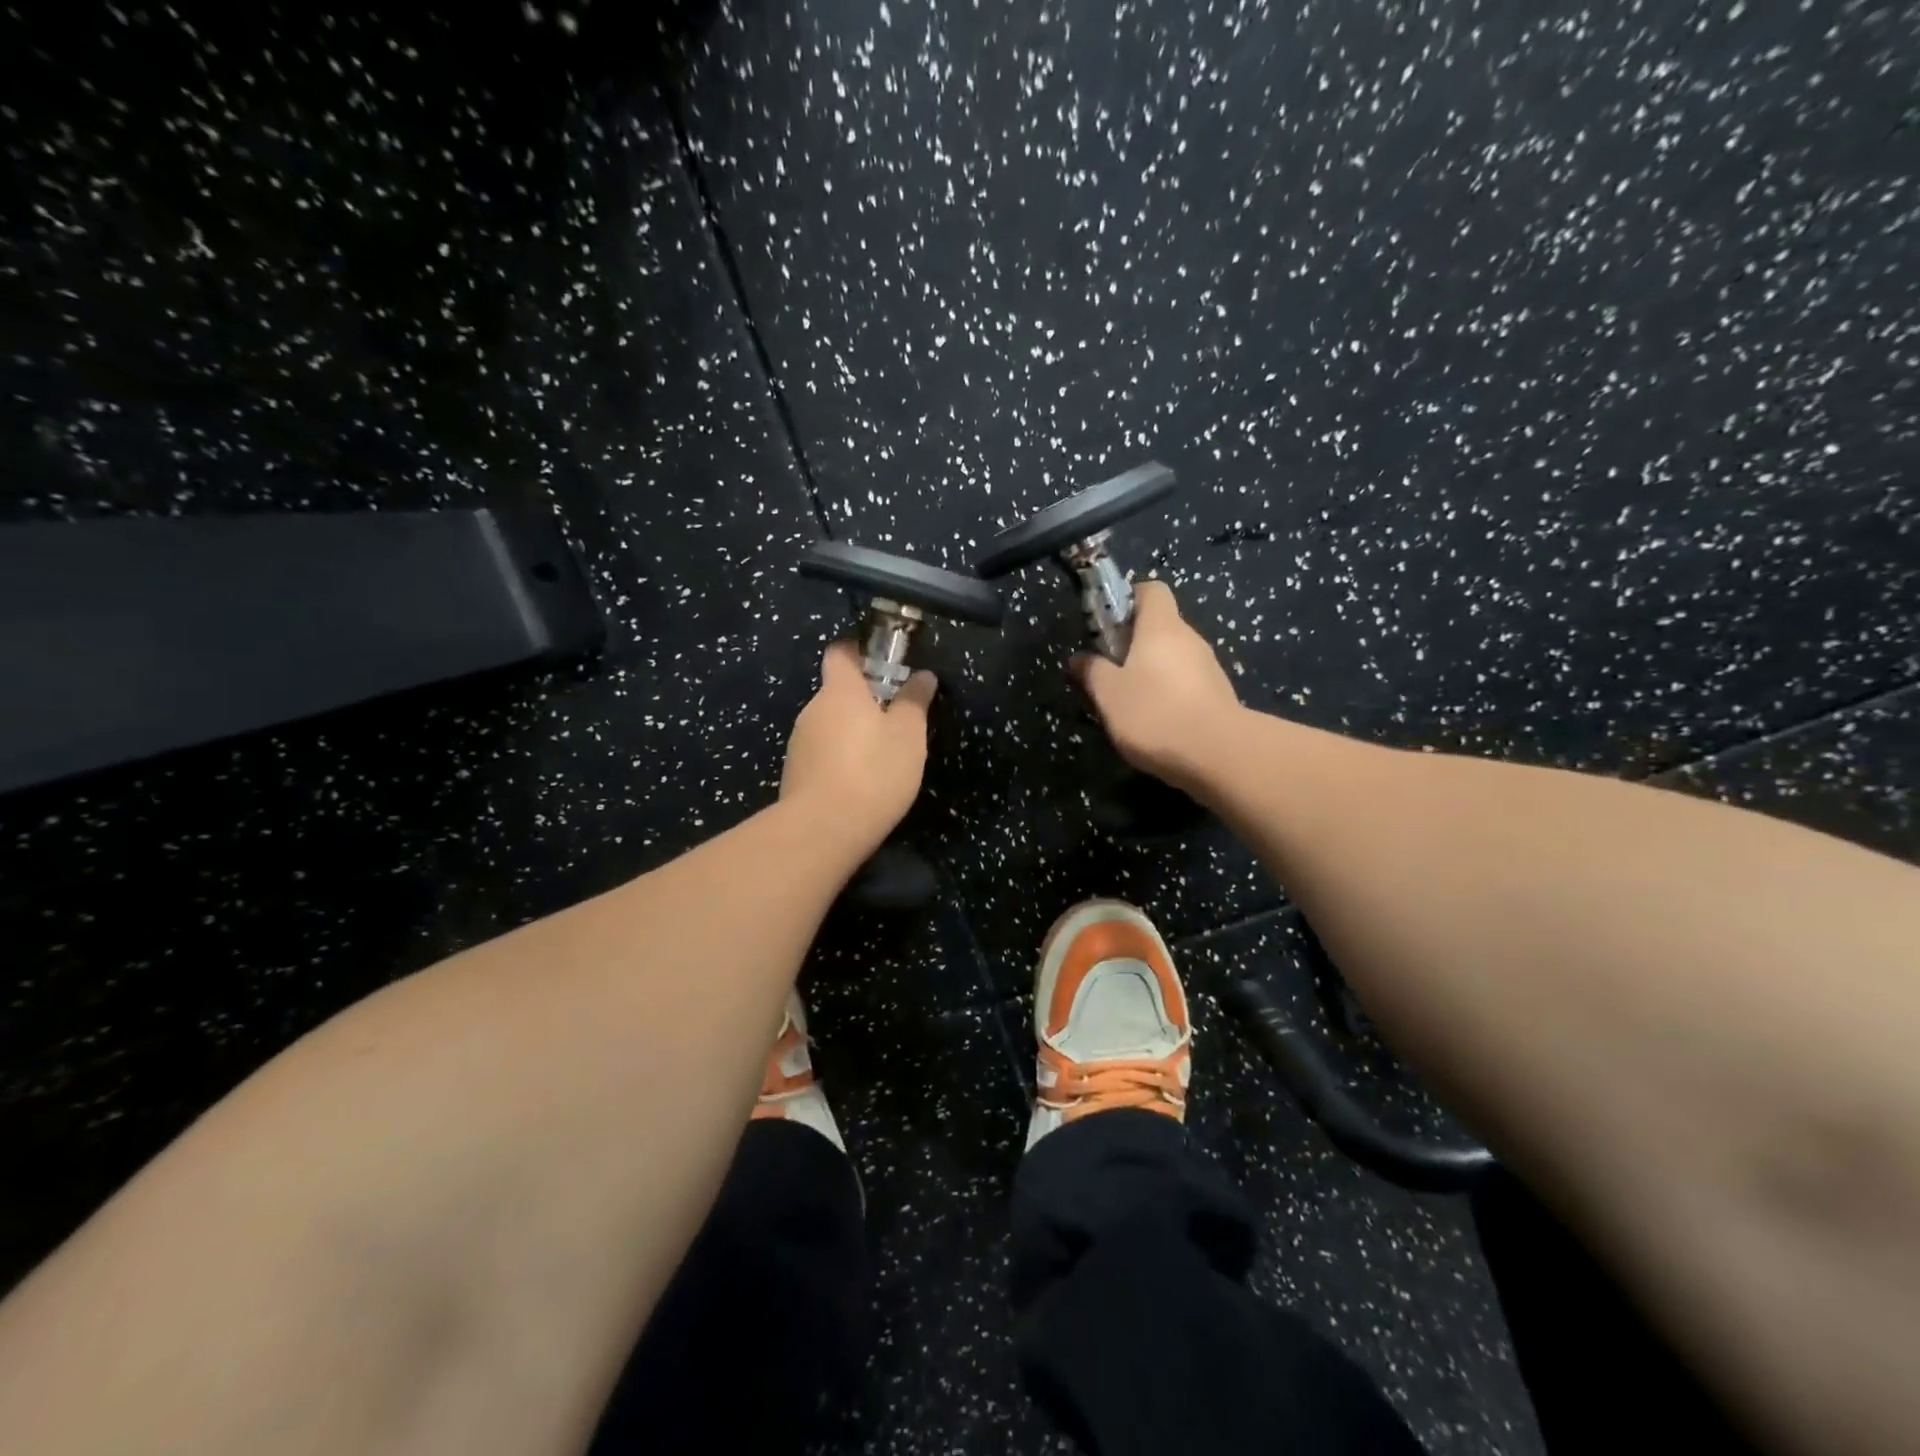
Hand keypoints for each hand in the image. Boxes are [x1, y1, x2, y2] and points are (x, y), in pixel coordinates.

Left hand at [781, 641, 937, 852]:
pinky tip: (859, 783)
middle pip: (836, 692)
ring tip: (880, 757)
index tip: (882, 662)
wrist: (823, 830)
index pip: (840, 652)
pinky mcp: (794, 774)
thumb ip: (915, 701)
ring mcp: (799, 743)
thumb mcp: (909, 735)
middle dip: (862, 700)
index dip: (859, 651)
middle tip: (894, 718)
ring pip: (829, 726)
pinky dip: (839, 760)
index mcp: (840, 691)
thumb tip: (922, 675)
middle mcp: (813, 709)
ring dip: (851, 733)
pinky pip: (821, 754)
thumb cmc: (873, 772)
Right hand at [1073, 581, 1243, 786]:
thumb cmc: (1154, 712)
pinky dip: (1168, 694)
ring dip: (1150, 672)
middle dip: (1132, 644)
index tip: (1107, 624)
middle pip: (1159, 626)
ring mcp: (1208, 667)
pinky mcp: (1218, 695)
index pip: (1151, 590)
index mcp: (1161, 626)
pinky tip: (1155, 723)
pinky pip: (1186, 683)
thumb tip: (1079, 659)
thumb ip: (1091, 672)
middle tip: (1108, 673)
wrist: (1218, 755)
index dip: (1128, 600)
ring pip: (1172, 658)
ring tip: (1128, 704)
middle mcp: (1189, 638)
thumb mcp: (1108, 694)